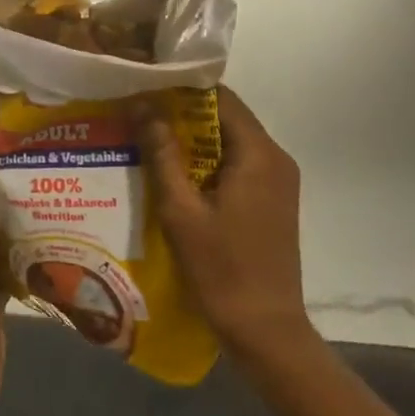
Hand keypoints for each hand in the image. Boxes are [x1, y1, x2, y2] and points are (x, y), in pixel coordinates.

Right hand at [138, 87, 312, 356]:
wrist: (265, 329)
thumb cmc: (221, 268)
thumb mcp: (181, 209)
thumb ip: (162, 153)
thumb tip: (142, 104)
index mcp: (259, 154)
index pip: (220, 98)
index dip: (181, 88)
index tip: (144, 86)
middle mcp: (275, 159)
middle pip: (225, 118)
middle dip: (181, 113)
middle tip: (136, 112)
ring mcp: (278, 182)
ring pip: (229, 142)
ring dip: (191, 139)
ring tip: (145, 139)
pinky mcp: (271, 202)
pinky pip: (236, 165)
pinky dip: (205, 161)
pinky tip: (171, 173)